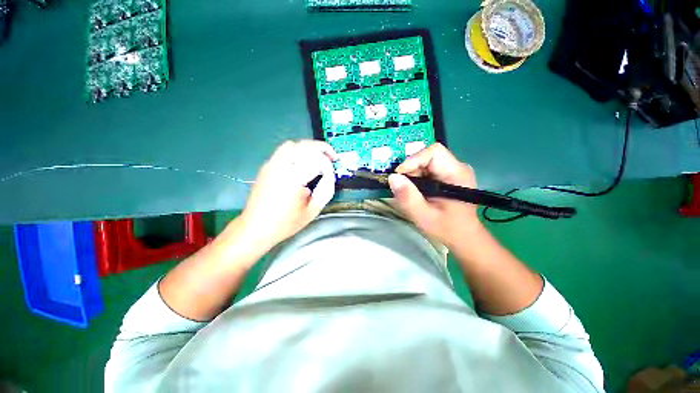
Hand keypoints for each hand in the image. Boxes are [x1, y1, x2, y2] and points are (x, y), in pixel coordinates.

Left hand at [239, 140, 337, 248]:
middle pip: (305, 146)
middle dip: (322, 148)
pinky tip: (302, 163)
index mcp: (294, 178)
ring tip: (317, 157)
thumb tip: (329, 176)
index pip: (317, 161)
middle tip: (332, 157)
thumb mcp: (312, 211)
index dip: (328, 166)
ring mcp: (271, 164)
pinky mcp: (266, 167)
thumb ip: (325, 191)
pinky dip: (297, 152)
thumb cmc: (285, 223)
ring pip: (293, 145)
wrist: (256, 228)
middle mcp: (281, 166)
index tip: (332, 174)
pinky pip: (283, 151)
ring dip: (308, 148)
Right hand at [388, 143, 482, 247]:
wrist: (464, 237)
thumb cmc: (447, 229)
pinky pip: (427, 170)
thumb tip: (392, 178)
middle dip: (410, 169)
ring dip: (411, 175)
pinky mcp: (447, 176)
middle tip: (400, 186)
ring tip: (407, 191)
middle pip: (427, 156)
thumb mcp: (424, 216)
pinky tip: (414, 191)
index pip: (433, 152)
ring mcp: (452, 171)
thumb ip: (408, 197)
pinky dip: (416, 179)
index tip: (399, 176)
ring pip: (425, 162)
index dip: (413, 160)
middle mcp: (457, 167)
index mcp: (456, 174)